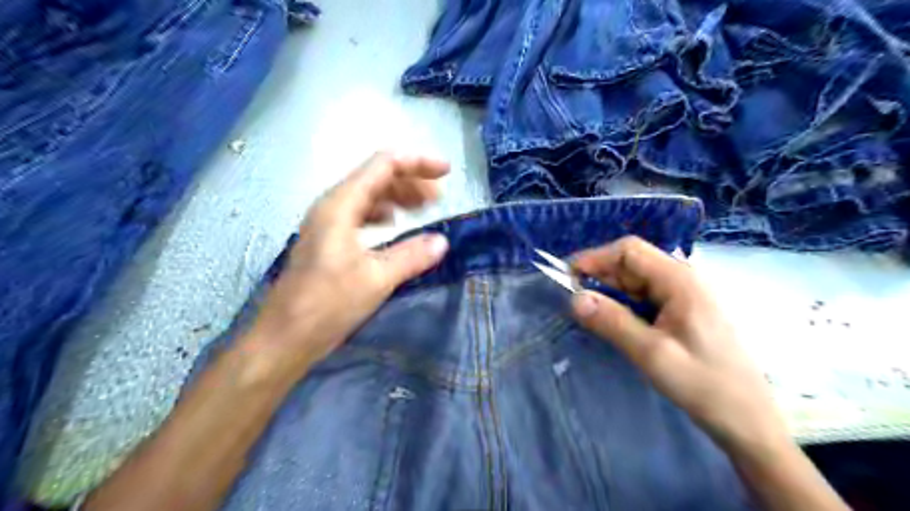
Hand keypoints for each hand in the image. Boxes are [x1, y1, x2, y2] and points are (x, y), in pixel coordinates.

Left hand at [245, 152, 449, 377]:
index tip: (446, 173)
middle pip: (377, 178)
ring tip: (424, 211)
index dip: (417, 163)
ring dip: (398, 199)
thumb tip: (442, 241)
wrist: (284, 338)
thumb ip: (411, 256)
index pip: (384, 165)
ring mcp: (329, 224)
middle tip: (440, 198)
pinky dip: (383, 216)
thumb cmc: (327, 304)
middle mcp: (333, 206)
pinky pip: (361, 216)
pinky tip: (394, 227)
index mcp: (341, 205)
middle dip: (411, 182)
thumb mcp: (376, 279)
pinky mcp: (329, 242)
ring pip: (369, 197)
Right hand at [566, 238, 790, 451]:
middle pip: (632, 262)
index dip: (595, 258)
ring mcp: (684, 294)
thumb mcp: (652, 354)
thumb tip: (574, 298)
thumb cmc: (704, 384)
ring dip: (609, 290)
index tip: (567, 278)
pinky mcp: (682, 310)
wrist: (747, 419)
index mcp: (680, 280)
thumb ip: (612, 322)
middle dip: (600, 275)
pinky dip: (623, 303)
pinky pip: (645, 296)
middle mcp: (683, 279)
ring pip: (636, 279)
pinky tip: (612, 319)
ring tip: (588, 311)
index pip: (629, 250)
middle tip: (573, 300)